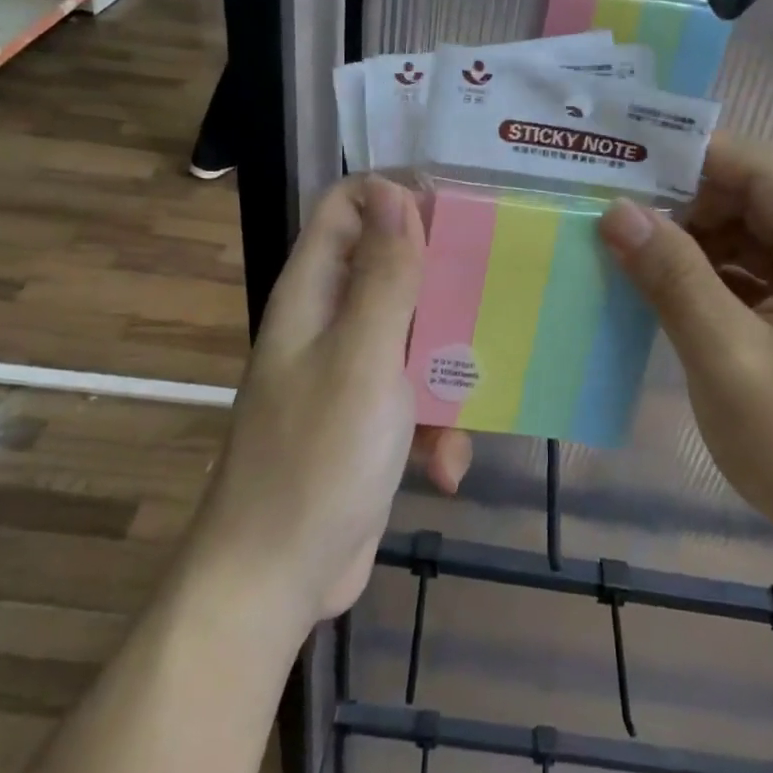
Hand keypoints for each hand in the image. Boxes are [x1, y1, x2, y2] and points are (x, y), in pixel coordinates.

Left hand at [194, 176, 469, 630]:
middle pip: (392, 268)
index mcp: (314, 294)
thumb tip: (397, 192)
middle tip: (497, 293)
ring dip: (450, 369)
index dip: (397, 196)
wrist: (276, 580)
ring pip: (416, 336)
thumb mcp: (363, 358)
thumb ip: (385, 276)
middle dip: (444, 284)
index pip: (347, 207)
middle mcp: (329, 323)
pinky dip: (437, 427)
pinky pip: (416, 399)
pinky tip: (447, 467)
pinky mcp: (369, 422)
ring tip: (476, 401)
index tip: (459, 213)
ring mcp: (350, 374)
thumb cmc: (317, 458)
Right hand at [599, 134, 772, 553]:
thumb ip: (670, 274)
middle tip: (618, 224)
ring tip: (637, 259)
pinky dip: (724, 275)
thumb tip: (617, 210)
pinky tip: (677, 293)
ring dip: (702, 242)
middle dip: (689, 206)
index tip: (619, 170)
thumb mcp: (724, 355)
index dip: (686, 160)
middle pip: (761, 195)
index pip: (759, 166)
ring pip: (762, 232)